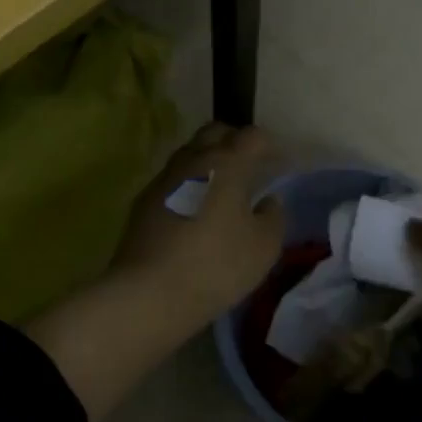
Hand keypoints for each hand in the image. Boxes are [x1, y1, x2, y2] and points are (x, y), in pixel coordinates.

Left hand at [111, 123, 286, 320]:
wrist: (149, 290)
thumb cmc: (215, 265)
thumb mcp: (263, 248)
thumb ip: (273, 217)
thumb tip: (269, 200)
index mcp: (227, 163)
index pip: (252, 136)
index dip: (268, 144)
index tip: (276, 162)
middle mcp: (194, 159)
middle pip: (215, 131)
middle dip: (233, 140)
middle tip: (247, 164)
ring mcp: (165, 176)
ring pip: (190, 152)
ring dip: (207, 159)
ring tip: (219, 186)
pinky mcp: (144, 198)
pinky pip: (171, 178)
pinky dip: (187, 183)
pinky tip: (191, 208)